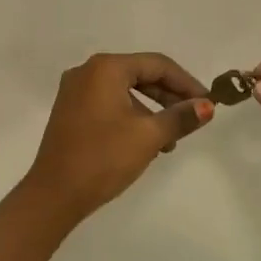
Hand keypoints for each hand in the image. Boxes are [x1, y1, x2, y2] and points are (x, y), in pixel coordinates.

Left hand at [23, 52, 214, 222]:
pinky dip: (131, 116)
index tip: (207, 102)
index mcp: (106, 68)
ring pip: (125, 91)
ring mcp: (75, 91)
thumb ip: (180, 117)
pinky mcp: (70, 111)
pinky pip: (110, 103)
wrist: (53, 196)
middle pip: (140, 74)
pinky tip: (145, 142)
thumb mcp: (148, 136)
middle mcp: (88, 71)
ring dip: (152, 110)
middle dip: (169, 96)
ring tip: (171, 139)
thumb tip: (207, 106)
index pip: (157, 64)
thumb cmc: (103, 158)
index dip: (186, 82)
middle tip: (193, 117)